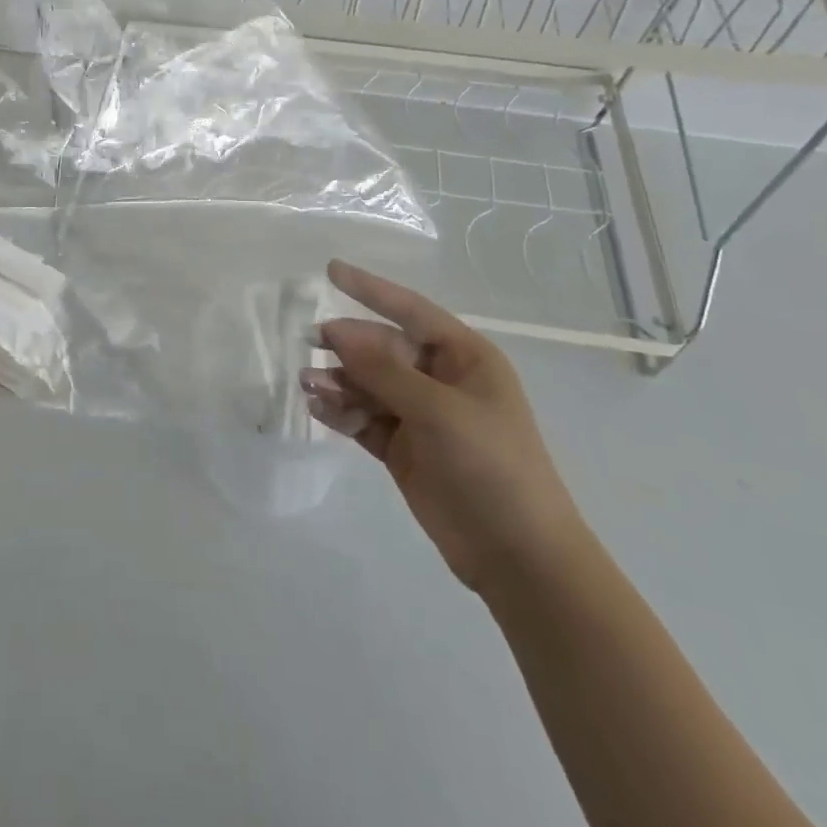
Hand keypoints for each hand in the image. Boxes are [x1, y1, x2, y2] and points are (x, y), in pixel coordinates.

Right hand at [301, 261, 588, 594]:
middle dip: (346, 346)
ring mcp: (420, 415)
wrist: (518, 557)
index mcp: (464, 358)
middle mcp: (440, 380)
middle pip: (382, 348)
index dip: (370, 289)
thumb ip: (384, 370)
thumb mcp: (438, 411)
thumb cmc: (491, 467)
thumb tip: (337, 332)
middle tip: (309, 344)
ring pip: (368, 384)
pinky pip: (364, 417)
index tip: (330, 270)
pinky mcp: (403, 448)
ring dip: (338, 381)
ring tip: (309, 386)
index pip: (410, 310)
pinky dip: (342, 412)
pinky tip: (319, 409)